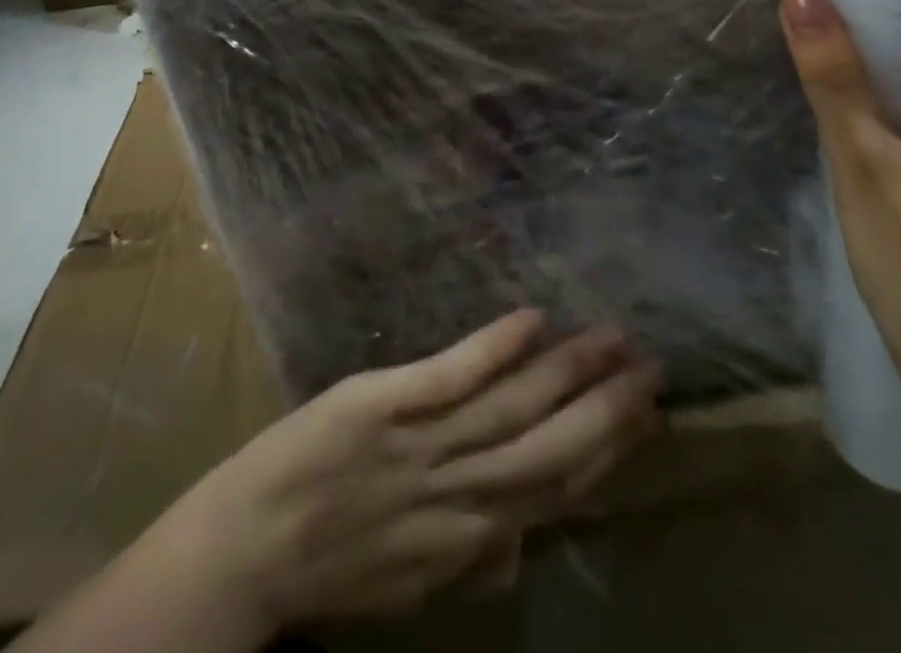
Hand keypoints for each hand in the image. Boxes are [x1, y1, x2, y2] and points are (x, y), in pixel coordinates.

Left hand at [164, 311, 660, 633]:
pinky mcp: (386, 402)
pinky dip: (496, 348)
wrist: (248, 550)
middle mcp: (462, 493)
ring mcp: (424, 444)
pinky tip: (533, 319)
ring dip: (568, 372)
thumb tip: (526, 539)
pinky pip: (452, 375)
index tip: (646, 415)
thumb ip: (472, 557)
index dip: (608, 451)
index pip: (558, 491)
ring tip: (612, 339)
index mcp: (471, 538)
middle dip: (608, 410)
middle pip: (552, 450)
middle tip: (652, 368)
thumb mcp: (413, 581)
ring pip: (514, 408)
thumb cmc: (333, 564)